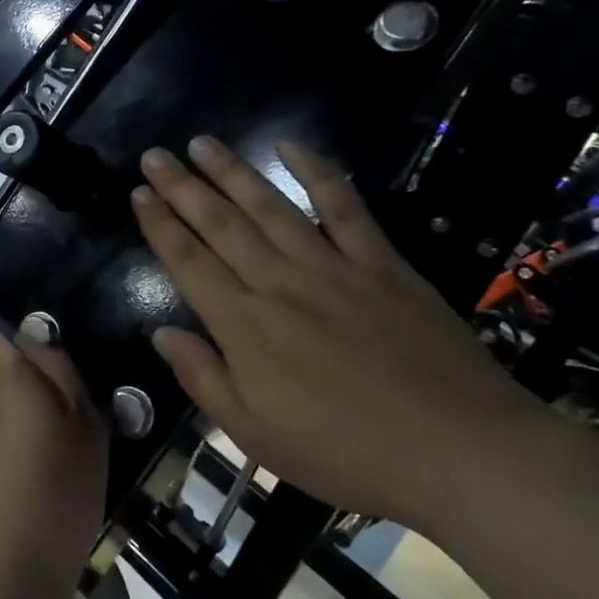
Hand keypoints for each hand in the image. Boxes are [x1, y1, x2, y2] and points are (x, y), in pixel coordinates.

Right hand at [131, 137, 547, 528]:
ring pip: (270, 207)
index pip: (188, 262)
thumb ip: (202, 378)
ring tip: (203, 143)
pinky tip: (294, 147)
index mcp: (244, 326)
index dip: (159, 225)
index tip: (138, 193)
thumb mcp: (254, 434)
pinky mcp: (382, 265)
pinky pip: (344, 208)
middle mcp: (279, 284)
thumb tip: (161, 333)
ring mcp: (333, 268)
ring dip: (233, 172)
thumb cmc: (345, 454)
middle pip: (221, 225)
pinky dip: (318, 174)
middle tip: (155, 155)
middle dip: (182, 187)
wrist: (461, 452)